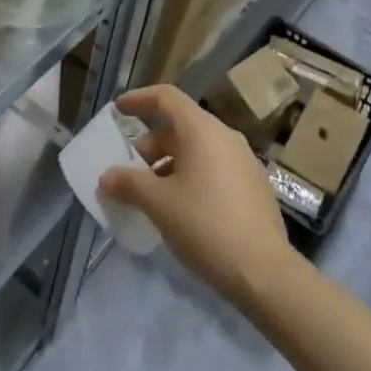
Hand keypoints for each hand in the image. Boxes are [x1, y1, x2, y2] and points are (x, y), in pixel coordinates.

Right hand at [98, 85, 297, 307]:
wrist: (265, 273)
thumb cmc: (205, 225)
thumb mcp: (159, 204)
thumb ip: (129, 184)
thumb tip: (106, 177)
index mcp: (202, 129)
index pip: (166, 97)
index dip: (139, 99)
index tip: (118, 110)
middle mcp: (225, 136)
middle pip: (181, 125)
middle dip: (151, 144)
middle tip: (131, 170)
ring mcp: (244, 161)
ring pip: (198, 149)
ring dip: (170, 163)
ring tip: (153, 194)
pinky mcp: (254, 186)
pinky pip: (214, 167)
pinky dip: (191, 176)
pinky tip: (181, 208)